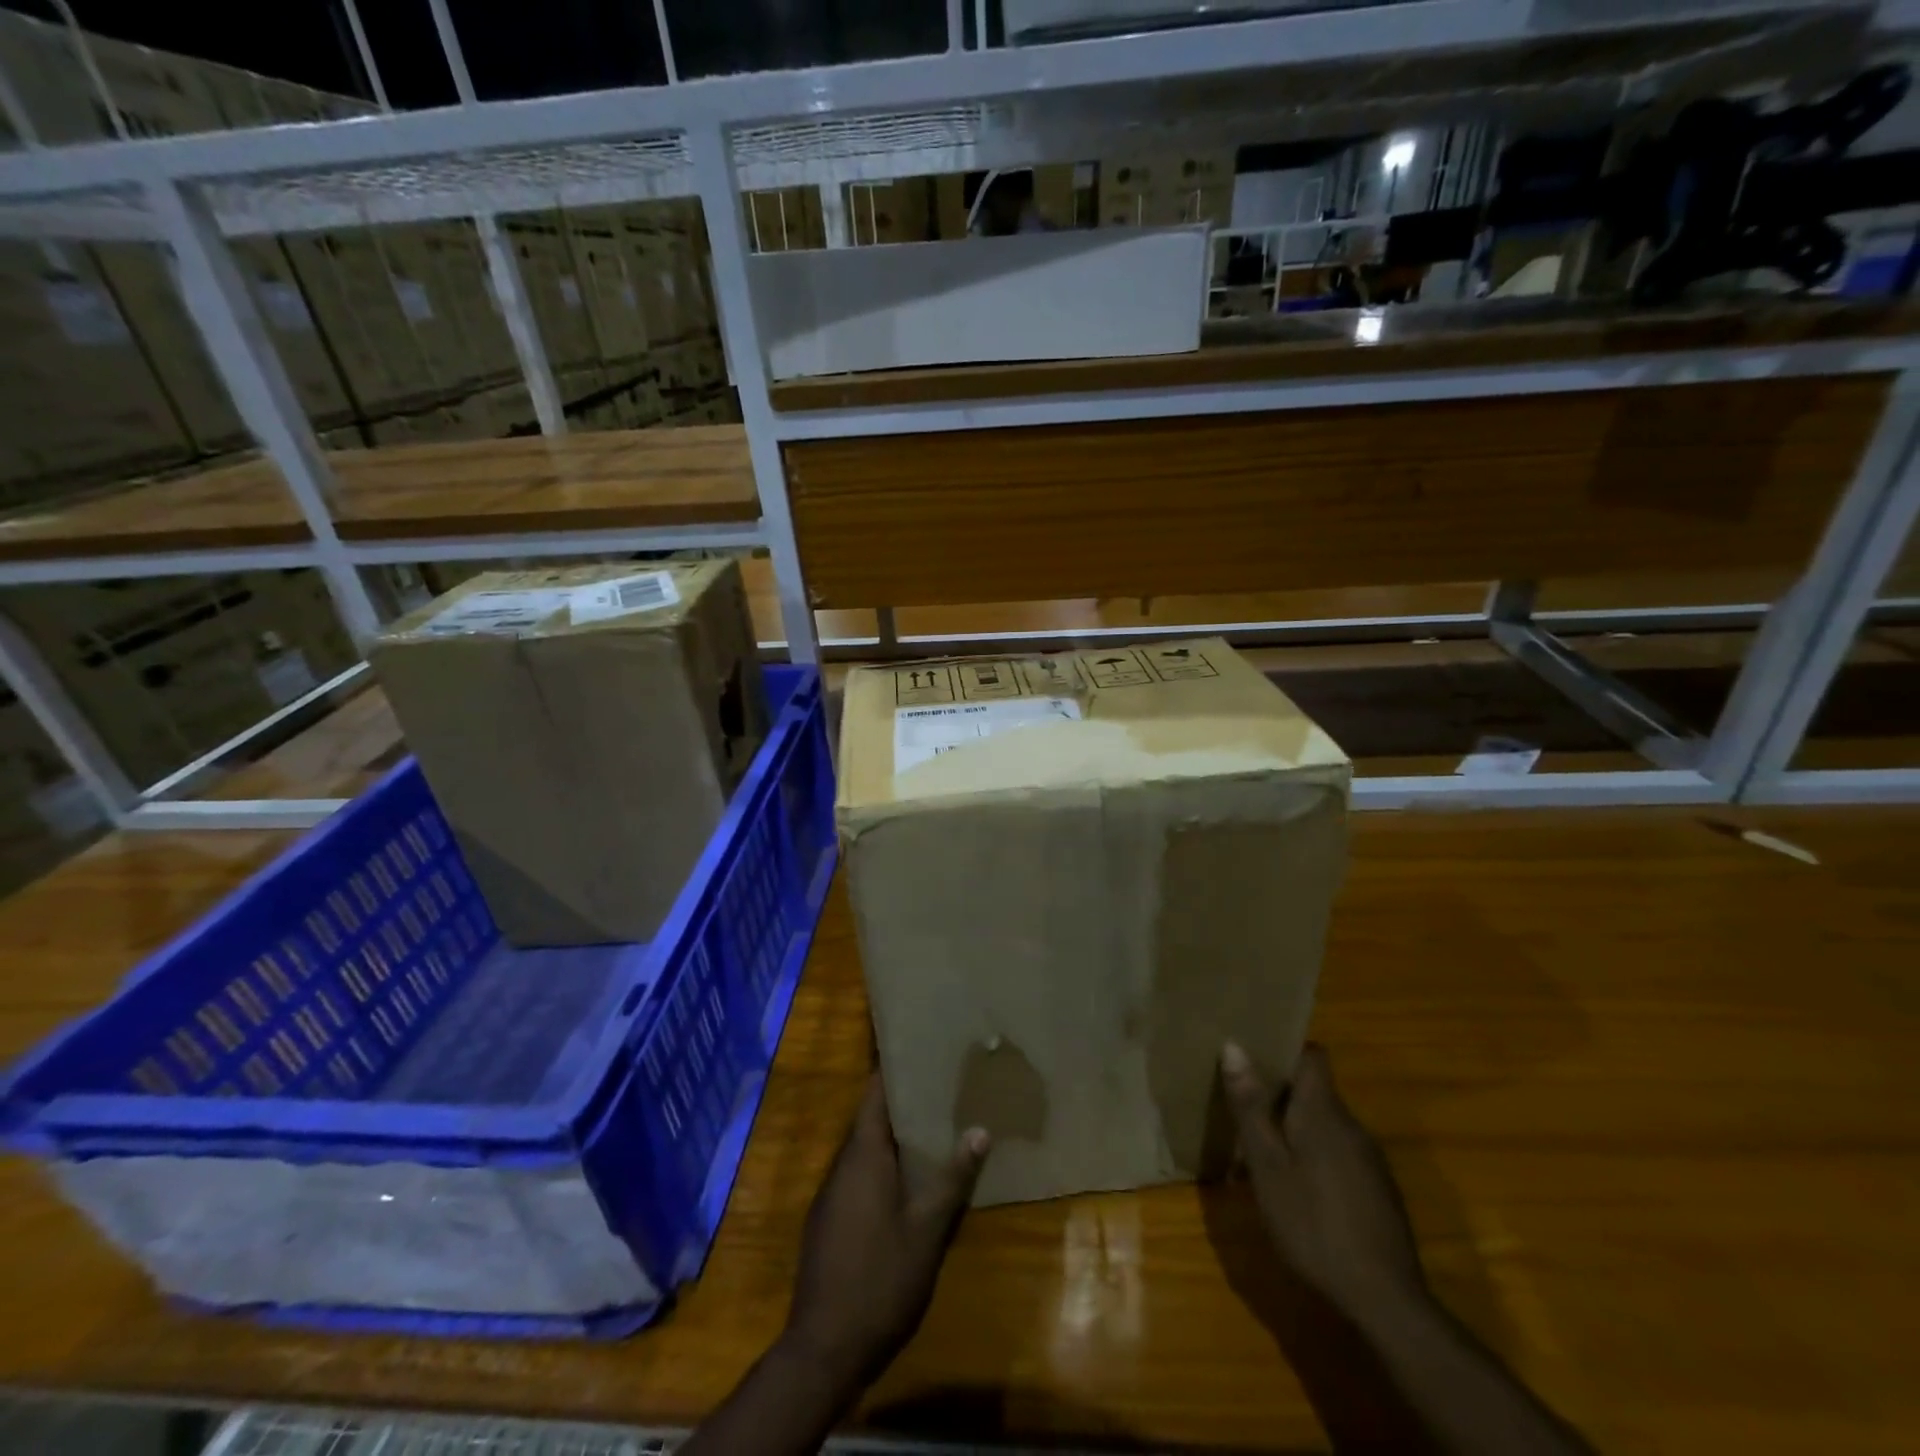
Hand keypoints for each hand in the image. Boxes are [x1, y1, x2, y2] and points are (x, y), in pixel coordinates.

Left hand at [782, 1074, 989, 1389]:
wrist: (824, 1348)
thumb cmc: (880, 1279)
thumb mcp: (927, 1230)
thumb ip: (952, 1178)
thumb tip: (980, 1130)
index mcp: (862, 1156)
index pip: (873, 1094)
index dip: (892, 1069)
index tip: (919, 1051)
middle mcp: (842, 1165)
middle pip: (869, 1119)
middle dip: (901, 1103)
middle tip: (939, 1088)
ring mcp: (831, 1194)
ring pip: (863, 1149)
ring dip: (892, 1137)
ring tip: (931, 1127)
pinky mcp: (827, 1220)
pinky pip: (857, 1175)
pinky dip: (881, 1165)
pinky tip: (906, 1181)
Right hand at [1220, 1041, 1425, 1321]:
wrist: (1385, 1301)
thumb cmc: (1313, 1224)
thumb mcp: (1267, 1165)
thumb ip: (1251, 1106)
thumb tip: (1233, 1045)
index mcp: (1323, 1112)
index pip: (1313, 1055)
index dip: (1284, 1048)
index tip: (1253, 1054)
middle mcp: (1352, 1126)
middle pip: (1316, 1090)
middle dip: (1280, 1093)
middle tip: (1242, 1105)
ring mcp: (1369, 1160)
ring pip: (1325, 1124)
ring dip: (1295, 1127)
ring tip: (1260, 1148)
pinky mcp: (1377, 1190)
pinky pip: (1338, 1152)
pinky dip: (1313, 1154)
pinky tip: (1294, 1187)